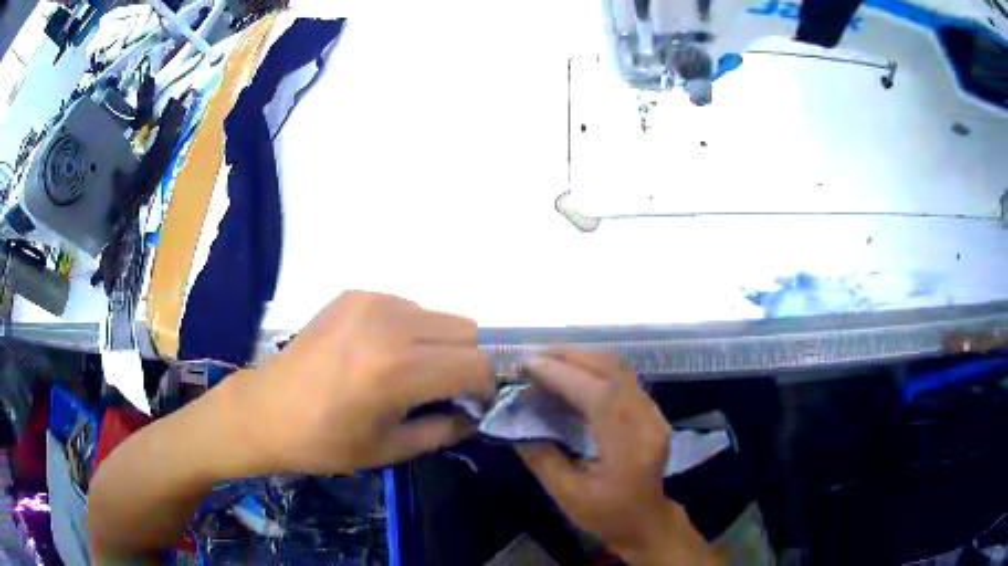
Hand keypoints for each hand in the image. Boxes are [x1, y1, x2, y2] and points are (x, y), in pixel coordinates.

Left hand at [244, 291, 494, 474]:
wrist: (266, 410)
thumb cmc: (325, 442)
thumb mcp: (390, 449)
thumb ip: (444, 430)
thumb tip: (474, 415)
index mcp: (399, 370)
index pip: (476, 364)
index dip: (485, 387)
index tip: (473, 405)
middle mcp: (391, 324)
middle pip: (466, 331)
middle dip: (467, 362)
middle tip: (444, 390)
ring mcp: (371, 302)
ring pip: (439, 315)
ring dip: (440, 344)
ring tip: (411, 372)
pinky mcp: (355, 294)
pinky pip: (407, 307)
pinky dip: (411, 330)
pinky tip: (382, 353)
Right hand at [518, 351, 712, 565]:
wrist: (646, 521)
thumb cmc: (606, 514)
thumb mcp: (567, 495)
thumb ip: (542, 457)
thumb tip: (514, 422)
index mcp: (629, 447)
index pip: (598, 396)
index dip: (562, 375)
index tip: (527, 365)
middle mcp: (648, 421)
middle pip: (612, 372)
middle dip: (570, 357)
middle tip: (532, 357)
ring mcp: (654, 413)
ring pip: (619, 369)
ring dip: (582, 359)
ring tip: (546, 360)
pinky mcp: (652, 411)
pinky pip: (623, 378)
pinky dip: (594, 369)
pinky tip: (571, 374)